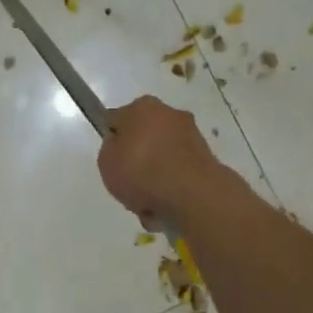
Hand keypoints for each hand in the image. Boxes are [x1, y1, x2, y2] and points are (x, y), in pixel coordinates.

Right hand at [98, 96, 222, 225]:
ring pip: (163, 157)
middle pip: (144, 138)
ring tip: (147, 202)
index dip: (112, 140)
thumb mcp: (106, 160)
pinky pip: (179, 173)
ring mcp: (191, 136)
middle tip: (129, 182)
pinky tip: (165, 205)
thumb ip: (111, 149)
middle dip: (138, 158)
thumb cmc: (140, 170)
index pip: (117, 120)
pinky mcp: (207, 159)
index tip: (111, 160)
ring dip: (155, 176)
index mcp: (142, 107)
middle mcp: (170, 114)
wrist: (190, 193)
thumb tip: (122, 146)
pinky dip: (172, 187)